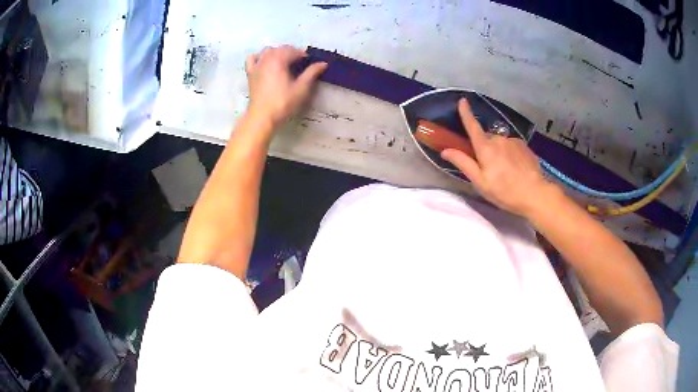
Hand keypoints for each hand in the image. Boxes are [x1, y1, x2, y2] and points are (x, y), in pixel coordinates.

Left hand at [245, 45, 326, 127]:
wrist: (262, 117)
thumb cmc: (283, 103)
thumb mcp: (301, 88)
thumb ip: (312, 73)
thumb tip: (323, 63)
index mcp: (280, 60)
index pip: (294, 51)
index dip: (304, 55)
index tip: (310, 63)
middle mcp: (267, 58)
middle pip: (281, 48)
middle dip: (292, 52)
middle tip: (300, 63)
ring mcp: (257, 65)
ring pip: (268, 50)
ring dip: (278, 52)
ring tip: (285, 62)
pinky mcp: (250, 73)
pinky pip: (253, 58)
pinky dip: (260, 56)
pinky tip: (265, 62)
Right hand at [441, 98, 558, 216]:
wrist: (535, 194)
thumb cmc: (504, 191)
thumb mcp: (480, 182)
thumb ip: (463, 163)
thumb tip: (445, 150)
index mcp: (485, 147)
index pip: (472, 126)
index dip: (466, 113)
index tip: (462, 100)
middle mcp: (498, 139)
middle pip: (486, 138)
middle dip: (483, 148)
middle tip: (487, 168)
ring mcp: (513, 141)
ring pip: (499, 143)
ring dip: (498, 152)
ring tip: (504, 171)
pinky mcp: (524, 146)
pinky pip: (511, 146)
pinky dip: (509, 154)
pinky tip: (515, 169)